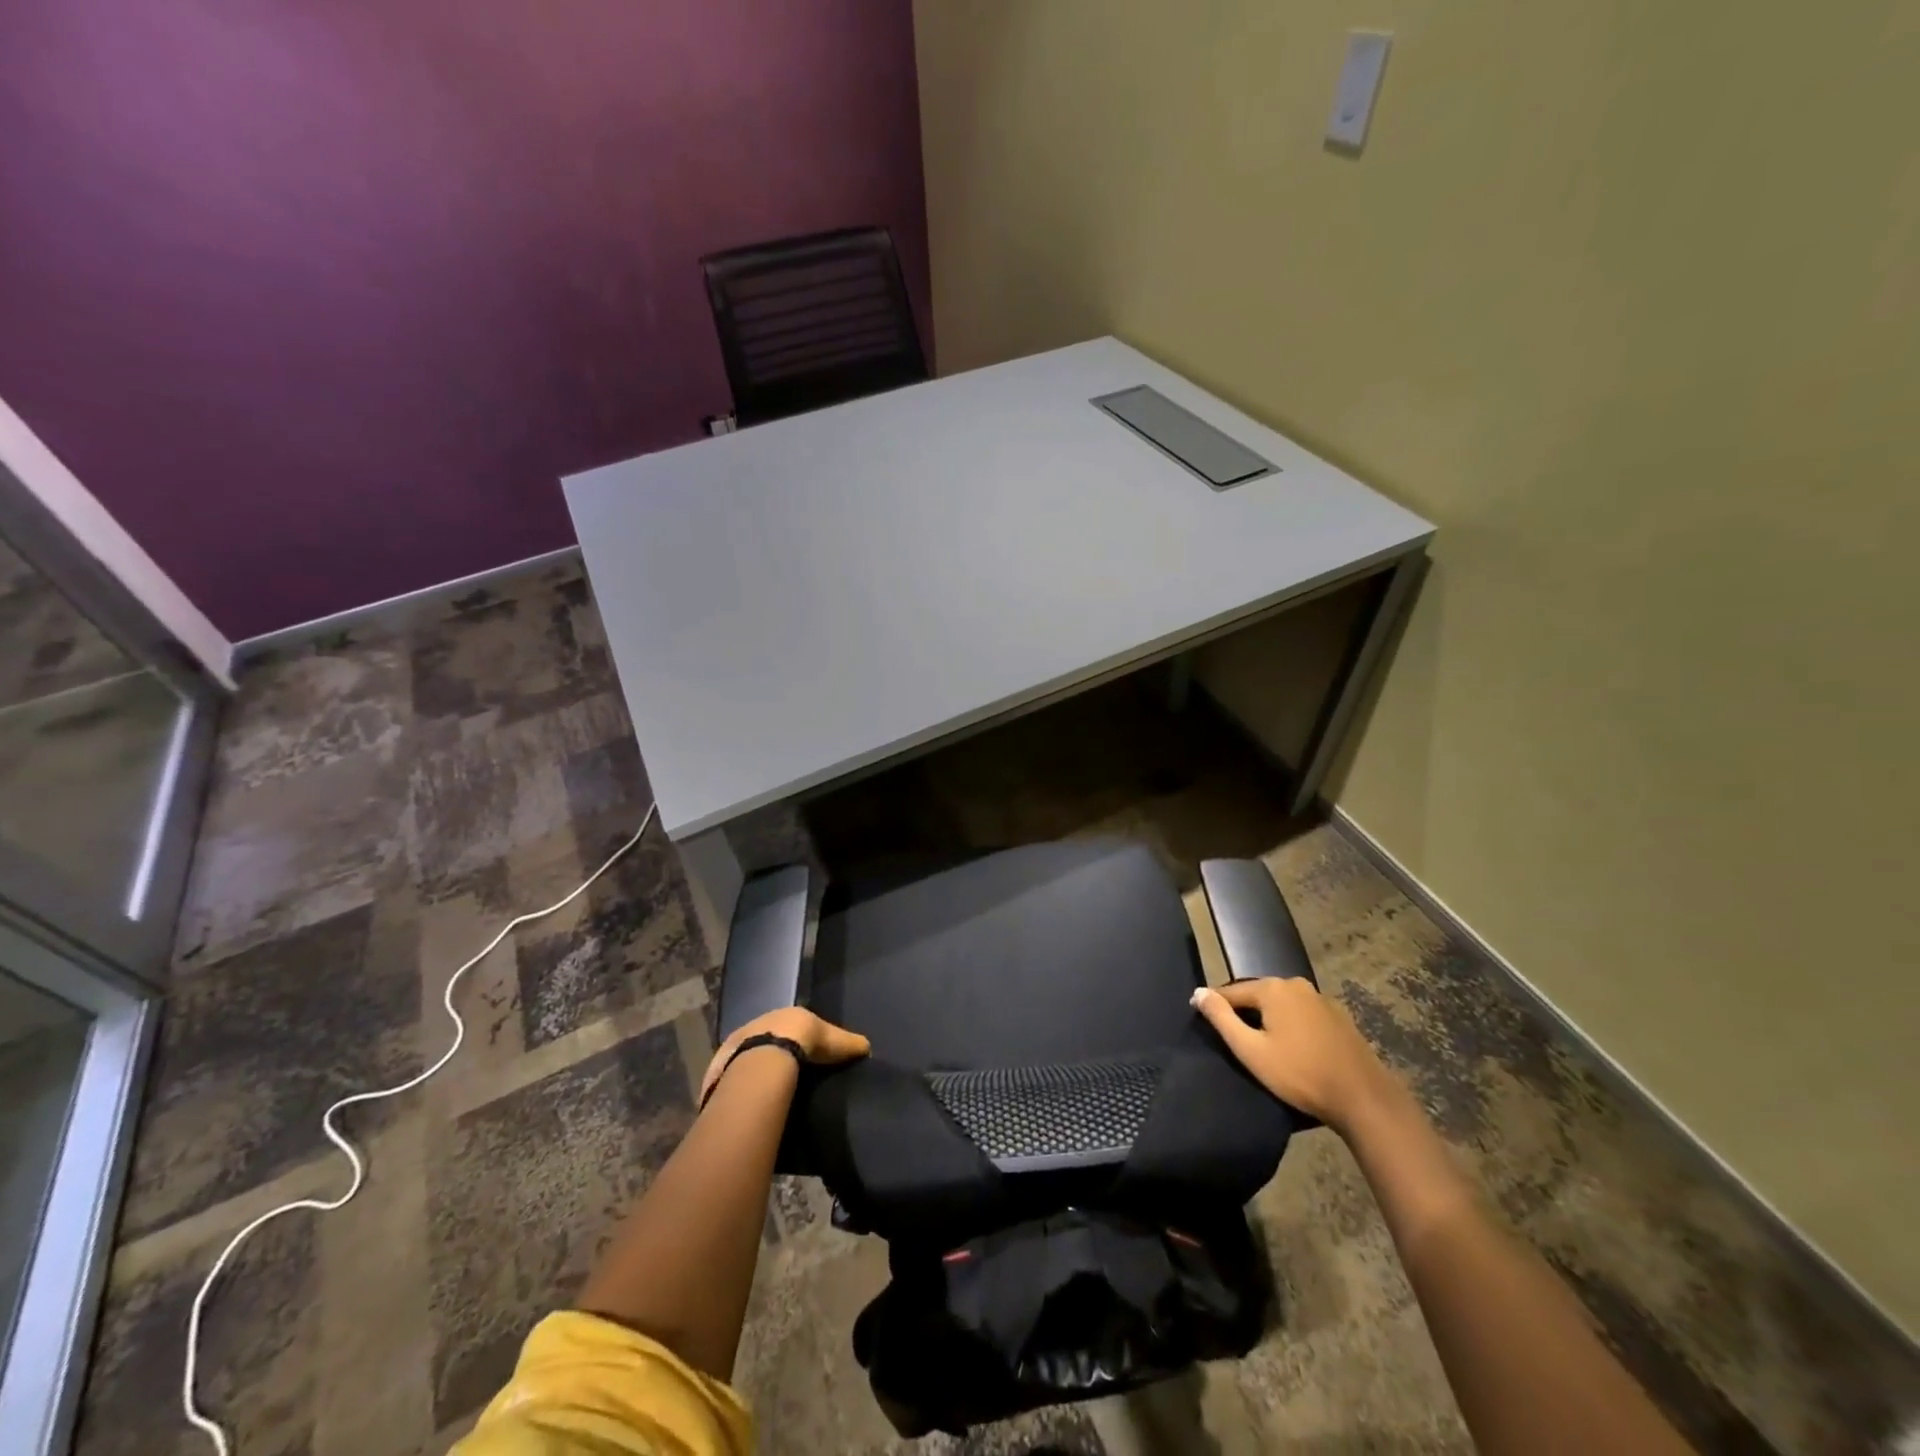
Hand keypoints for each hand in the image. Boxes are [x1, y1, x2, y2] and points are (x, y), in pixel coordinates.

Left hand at [698, 1007, 870, 1103]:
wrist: (766, 1056)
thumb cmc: (803, 1041)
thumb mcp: (834, 1041)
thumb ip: (849, 1044)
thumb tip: (867, 1047)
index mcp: (782, 1016)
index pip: (790, 1025)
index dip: (797, 1038)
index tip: (804, 1054)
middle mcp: (756, 1025)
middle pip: (766, 1039)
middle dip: (773, 1054)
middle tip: (784, 1075)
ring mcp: (735, 1046)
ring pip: (746, 1057)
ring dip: (753, 1070)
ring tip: (764, 1092)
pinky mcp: (720, 1069)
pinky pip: (729, 1079)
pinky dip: (737, 1088)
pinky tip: (745, 1102)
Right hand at [1190, 978, 1388, 1131]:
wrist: (1363, 1098)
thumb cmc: (1300, 1074)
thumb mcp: (1251, 1050)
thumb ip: (1221, 1018)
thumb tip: (1198, 993)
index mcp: (1273, 988)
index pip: (1231, 991)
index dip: (1214, 1005)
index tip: (1200, 1018)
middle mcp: (1296, 984)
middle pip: (1258, 995)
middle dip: (1244, 1012)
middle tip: (1234, 1038)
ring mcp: (1321, 999)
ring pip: (1282, 1004)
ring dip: (1269, 1019)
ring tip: (1262, 1044)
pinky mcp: (1339, 1016)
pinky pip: (1303, 1014)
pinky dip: (1291, 1025)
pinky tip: (1293, 1046)